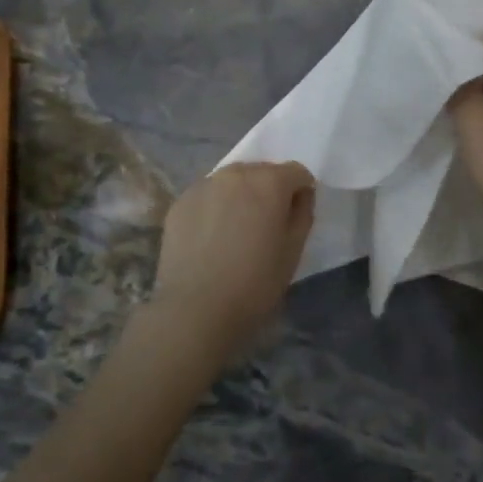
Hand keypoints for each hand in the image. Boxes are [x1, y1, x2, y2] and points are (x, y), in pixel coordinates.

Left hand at [150, 162, 315, 357]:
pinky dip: (214, 207)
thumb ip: (302, 214)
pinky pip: (207, 195)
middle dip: (269, 191)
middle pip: (262, 171)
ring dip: (240, 196)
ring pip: (232, 181)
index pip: (296, 172)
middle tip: (265, 226)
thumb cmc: (254, 284)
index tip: (294, 217)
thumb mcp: (293, 252)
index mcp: (269, 182)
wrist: (194, 310)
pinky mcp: (180, 201)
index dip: (300, 192)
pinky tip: (210, 238)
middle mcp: (236, 173)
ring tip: (235, 231)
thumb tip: (300, 195)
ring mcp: (204, 185)